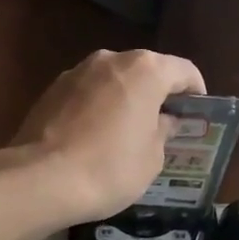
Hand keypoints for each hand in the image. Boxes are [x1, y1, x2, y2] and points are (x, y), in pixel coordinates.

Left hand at [0, 49, 205, 227]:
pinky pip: (87, 94)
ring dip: (124, 100)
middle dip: (157, 95)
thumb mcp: (152, 158)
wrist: (41, 180)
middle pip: (145, 71)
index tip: (197, 114)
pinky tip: (95, 137)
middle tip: (164, 125)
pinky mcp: (51, 90)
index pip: (183, 71)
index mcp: (145, 70)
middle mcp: (111, 59)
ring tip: (127, 132)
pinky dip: (97, 108)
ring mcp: (76, 72)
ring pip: (113, 81)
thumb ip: (163, 132)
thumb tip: (163, 120)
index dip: (196, 92)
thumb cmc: (109, 168)